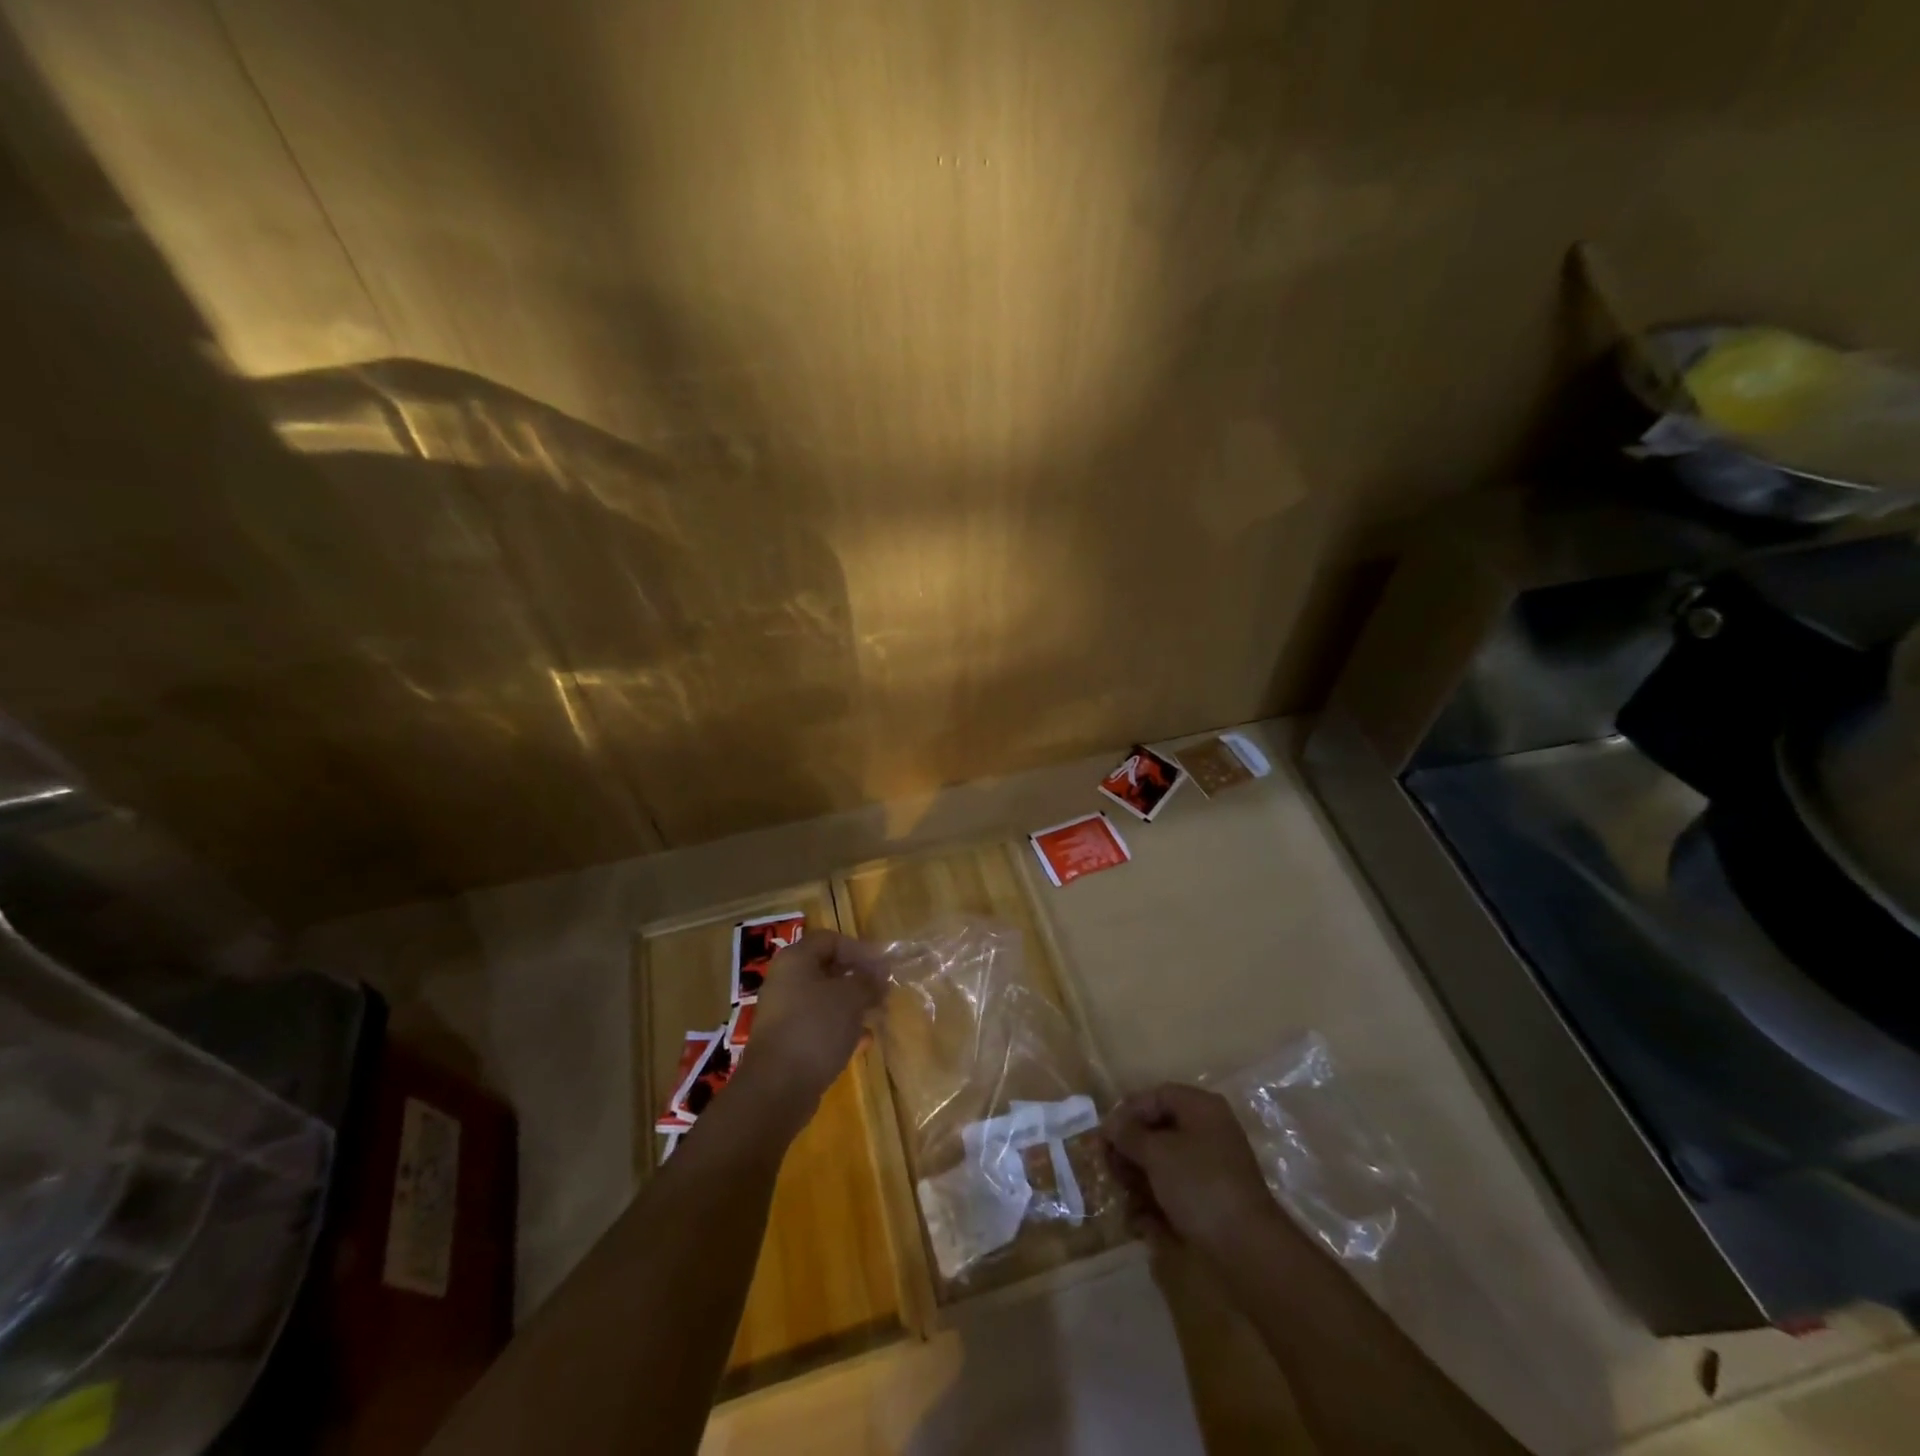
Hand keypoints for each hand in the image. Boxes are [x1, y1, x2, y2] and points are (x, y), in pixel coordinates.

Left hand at [735, 929, 887, 1127]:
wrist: (777, 1088)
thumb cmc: (815, 1028)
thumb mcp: (850, 998)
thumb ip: (868, 981)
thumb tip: (879, 974)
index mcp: (796, 960)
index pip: (830, 940)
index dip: (859, 949)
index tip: (882, 967)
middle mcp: (786, 981)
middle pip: (827, 969)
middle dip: (858, 979)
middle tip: (883, 991)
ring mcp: (784, 1013)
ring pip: (825, 1000)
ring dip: (853, 1005)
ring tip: (878, 1015)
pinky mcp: (788, 1042)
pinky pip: (819, 1026)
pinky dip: (841, 1029)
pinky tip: (864, 1041)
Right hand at [1102, 1084, 1295, 1270]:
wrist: (1247, 1249)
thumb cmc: (1199, 1185)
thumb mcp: (1157, 1153)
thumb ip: (1128, 1134)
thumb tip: (1109, 1126)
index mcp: (1201, 1109)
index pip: (1157, 1096)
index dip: (1128, 1111)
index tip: (1105, 1134)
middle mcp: (1208, 1132)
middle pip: (1159, 1130)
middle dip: (1130, 1149)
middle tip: (1108, 1167)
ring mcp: (1211, 1168)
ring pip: (1164, 1163)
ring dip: (1139, 1177)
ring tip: (1123, 1197)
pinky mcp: (1211, 1201)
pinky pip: (1175, 1190)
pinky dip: (1155, 1201)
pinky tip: (1140, 1220)